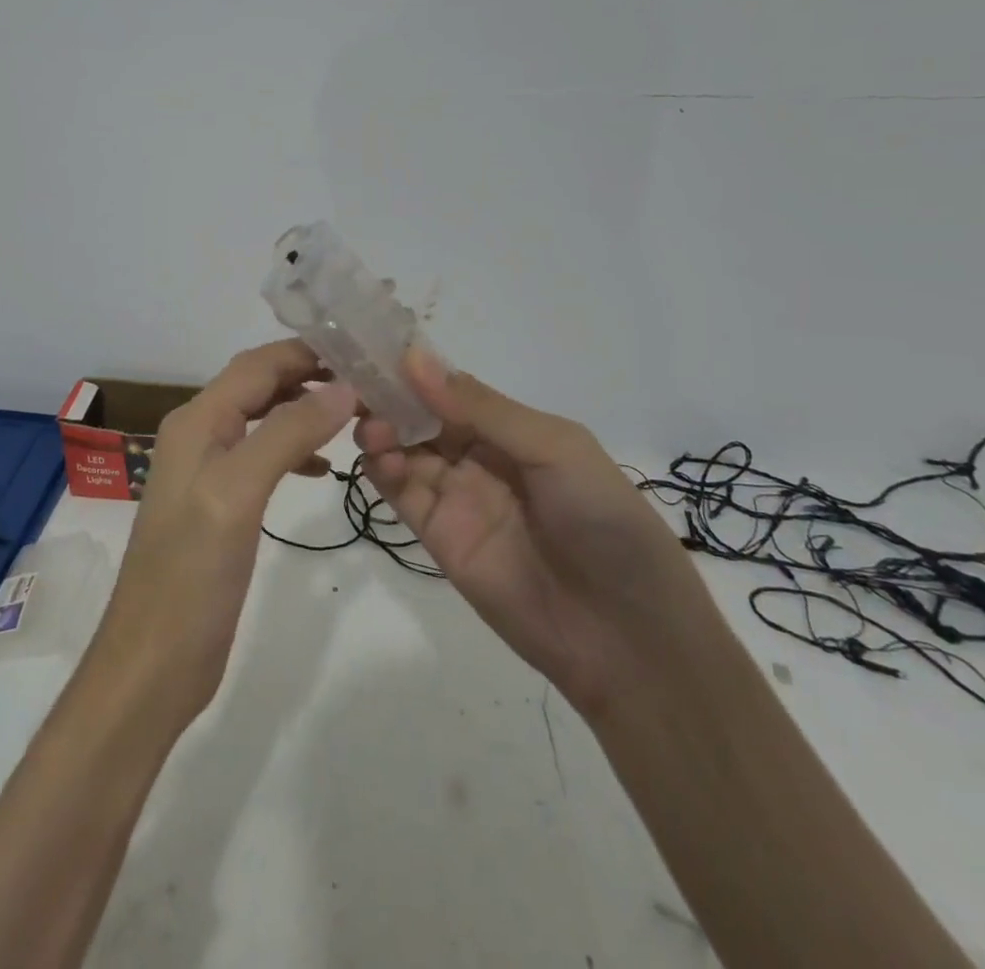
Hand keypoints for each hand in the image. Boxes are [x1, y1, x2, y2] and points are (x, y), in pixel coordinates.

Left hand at [83, 341, 357, 732]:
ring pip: (262, 419)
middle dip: (309, 377)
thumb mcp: (239, 493)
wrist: (154, 662)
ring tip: (355, 417)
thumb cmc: (192, 574)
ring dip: (305, 411)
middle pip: (258, 386)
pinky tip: (324, 469)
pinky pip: (261, 457)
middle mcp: (199, 435)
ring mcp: (207, 471)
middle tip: (368, 381)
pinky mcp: (220, 505)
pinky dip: (294, 450)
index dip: (305, 352)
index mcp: (196, 422)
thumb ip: (287, 433)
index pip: (256, 365)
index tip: (361, 351)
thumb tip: (341, 387)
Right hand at [356, 351, 709, 719]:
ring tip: (372, 428)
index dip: (418, 369)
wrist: (626, 638)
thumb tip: (415, 357)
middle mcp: (480, 457)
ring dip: (382, 431)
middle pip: (422, 416)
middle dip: (391, 397)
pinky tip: (377, 456)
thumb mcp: (555, 450)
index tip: (377, 347)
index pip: (453, 388)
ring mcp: (456, 496)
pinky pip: (401, 493)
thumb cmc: (604, 523)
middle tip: (358, 385)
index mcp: (513, 429)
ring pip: (404, 450)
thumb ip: (482, 408)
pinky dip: (381, 470)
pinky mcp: (437, 535)